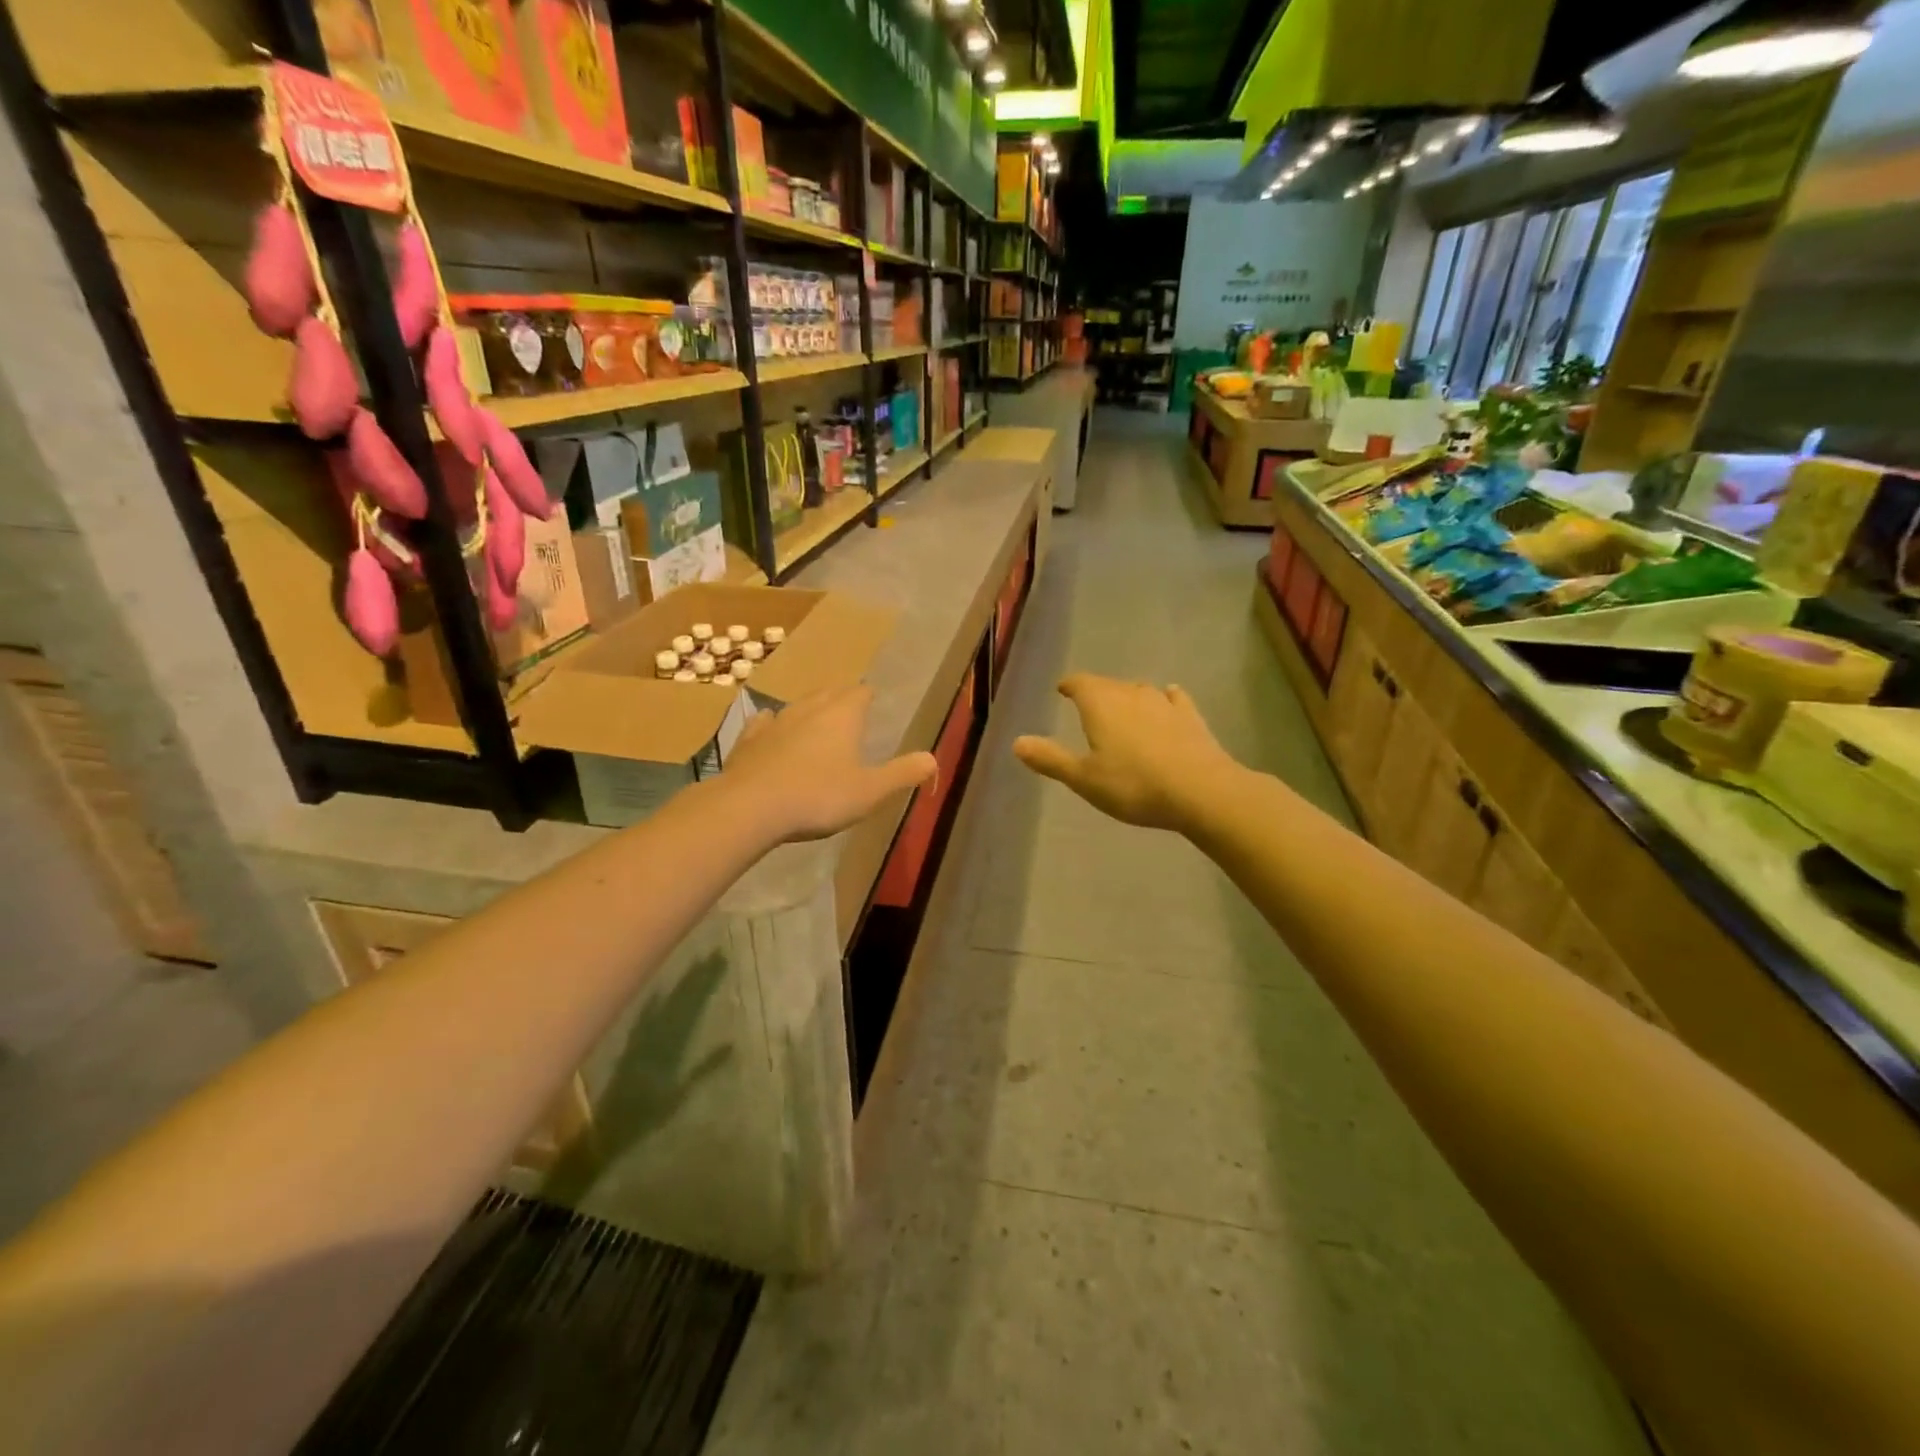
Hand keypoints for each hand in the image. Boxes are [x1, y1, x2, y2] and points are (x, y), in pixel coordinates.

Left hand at [723, 686, 937, 842]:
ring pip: (797, 705)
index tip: (874, 704)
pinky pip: (764, 722)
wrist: (751, 807)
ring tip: (816, 722)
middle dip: (841, 699)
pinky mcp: (748, 740)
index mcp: (843, 716)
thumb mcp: (870, 792)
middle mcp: (809, 709)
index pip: (861, 693)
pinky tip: (770, 728)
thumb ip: (902, 774)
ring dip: (809, 710)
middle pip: (830, 693)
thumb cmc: (818, 797)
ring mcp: (775, 722)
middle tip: (850, 712)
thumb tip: (934, 759)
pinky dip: (772, 724)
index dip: (869, 697)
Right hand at [1013, 675, 1244, 832]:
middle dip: (1097, 692)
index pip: (1080, 683)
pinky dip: (1166, 698)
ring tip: (1122, 708)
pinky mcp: (1191, 717)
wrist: (1201, 791)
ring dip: (1128, 696)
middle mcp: (1131, 694)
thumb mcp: (1084, 778)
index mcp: (1100, 705)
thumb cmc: (1133, 785)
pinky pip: (1174, 699)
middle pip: (1109, 685)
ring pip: (1140, 691)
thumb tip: (1017, 742)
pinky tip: (1168, 700)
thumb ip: (1050, 759)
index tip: (1063, 689)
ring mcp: (1164, 703)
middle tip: (1088, 705)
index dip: (1070, 685)